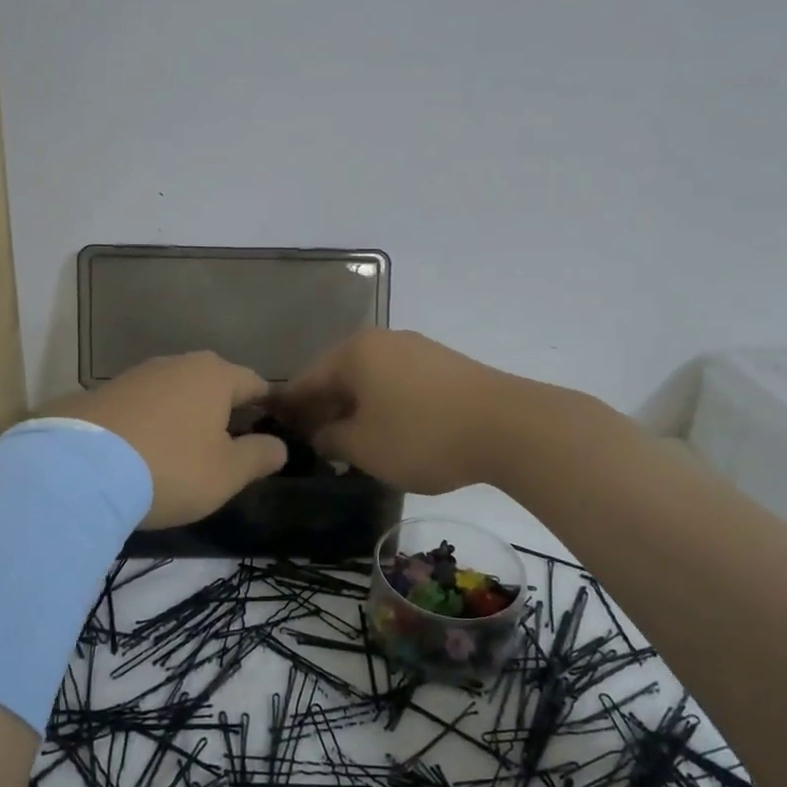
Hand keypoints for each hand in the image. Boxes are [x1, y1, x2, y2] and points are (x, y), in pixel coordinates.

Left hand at [45, 351, 287, 528]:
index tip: (271, 428)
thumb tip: (279, 446)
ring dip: (184, 416)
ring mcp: (135, 375)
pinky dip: (150, 423)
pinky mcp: (101, 393)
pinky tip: (143, 451)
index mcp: (214, 375)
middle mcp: (176, 364)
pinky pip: (141, 406)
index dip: (267, 406)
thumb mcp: (226, 473)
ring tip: (183, 450)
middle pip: (212, 384)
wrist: (78, 470)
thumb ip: (259, 456)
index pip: (254, 383)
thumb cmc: (170, 467)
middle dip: (223, 410)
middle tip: (228, 445)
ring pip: (174, 393)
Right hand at [273, 330, 517, 493]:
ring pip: (370, 380)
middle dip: (323, 409)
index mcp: (353, 352)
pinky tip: (388, 432)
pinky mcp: (443, 365)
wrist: (509, 426)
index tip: (277, 433)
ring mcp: (416, 349)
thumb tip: (318, 433)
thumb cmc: (422, 435)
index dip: (290, 409)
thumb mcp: (364, 446)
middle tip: (313, 444)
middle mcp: (382, 341)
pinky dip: (384, 406)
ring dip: (355, 409)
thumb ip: (331, 438)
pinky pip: (398, 384)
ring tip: (350, 443)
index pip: (306, 381)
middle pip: (338, 377)